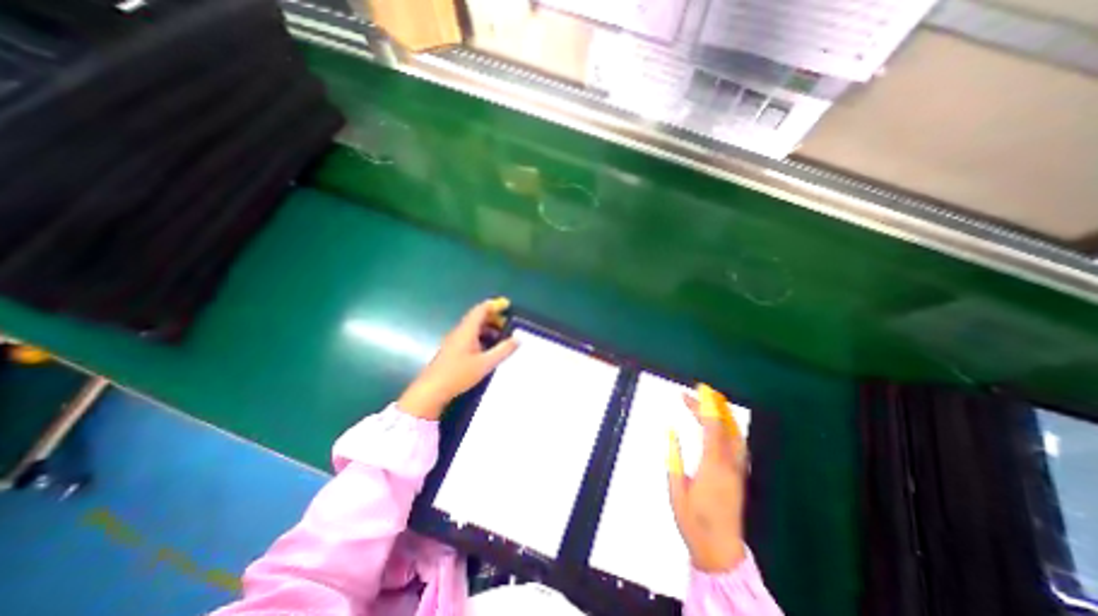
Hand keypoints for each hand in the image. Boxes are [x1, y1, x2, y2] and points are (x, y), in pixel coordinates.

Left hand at [399, 297, 518, 419]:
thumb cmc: (458, 374)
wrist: (431, 391)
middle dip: (493, 317)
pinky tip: (488, 349)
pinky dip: (482, 337)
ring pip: (473, 327)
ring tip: (501, 337)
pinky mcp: (452, 350)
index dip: (494, 304)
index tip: (507, 305)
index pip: (481, 309)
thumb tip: (518, 339)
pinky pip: (469, 336)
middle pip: (477, 317)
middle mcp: (460, 332)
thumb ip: (503, 350)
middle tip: (508, 324)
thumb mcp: (485, 363)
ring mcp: (454, 341)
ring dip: (488, 328)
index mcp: (467, 330)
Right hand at [669, 385, 746, 572]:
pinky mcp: (739, 475)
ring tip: (705, 402)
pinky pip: (737, 444)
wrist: (720, 552)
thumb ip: (674, 458)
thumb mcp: (676, 490)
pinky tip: (716, 424)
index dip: (707, 407)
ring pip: (735, 435)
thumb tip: (670, 430)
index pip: (713, 429)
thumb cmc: (693, 521)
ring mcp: (738, 471)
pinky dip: (727, 428)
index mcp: (712, 468)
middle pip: (726, 428)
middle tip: (695, 393)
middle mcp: (729, 465)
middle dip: (712, 406)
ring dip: (722, 415)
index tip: (699, 390)